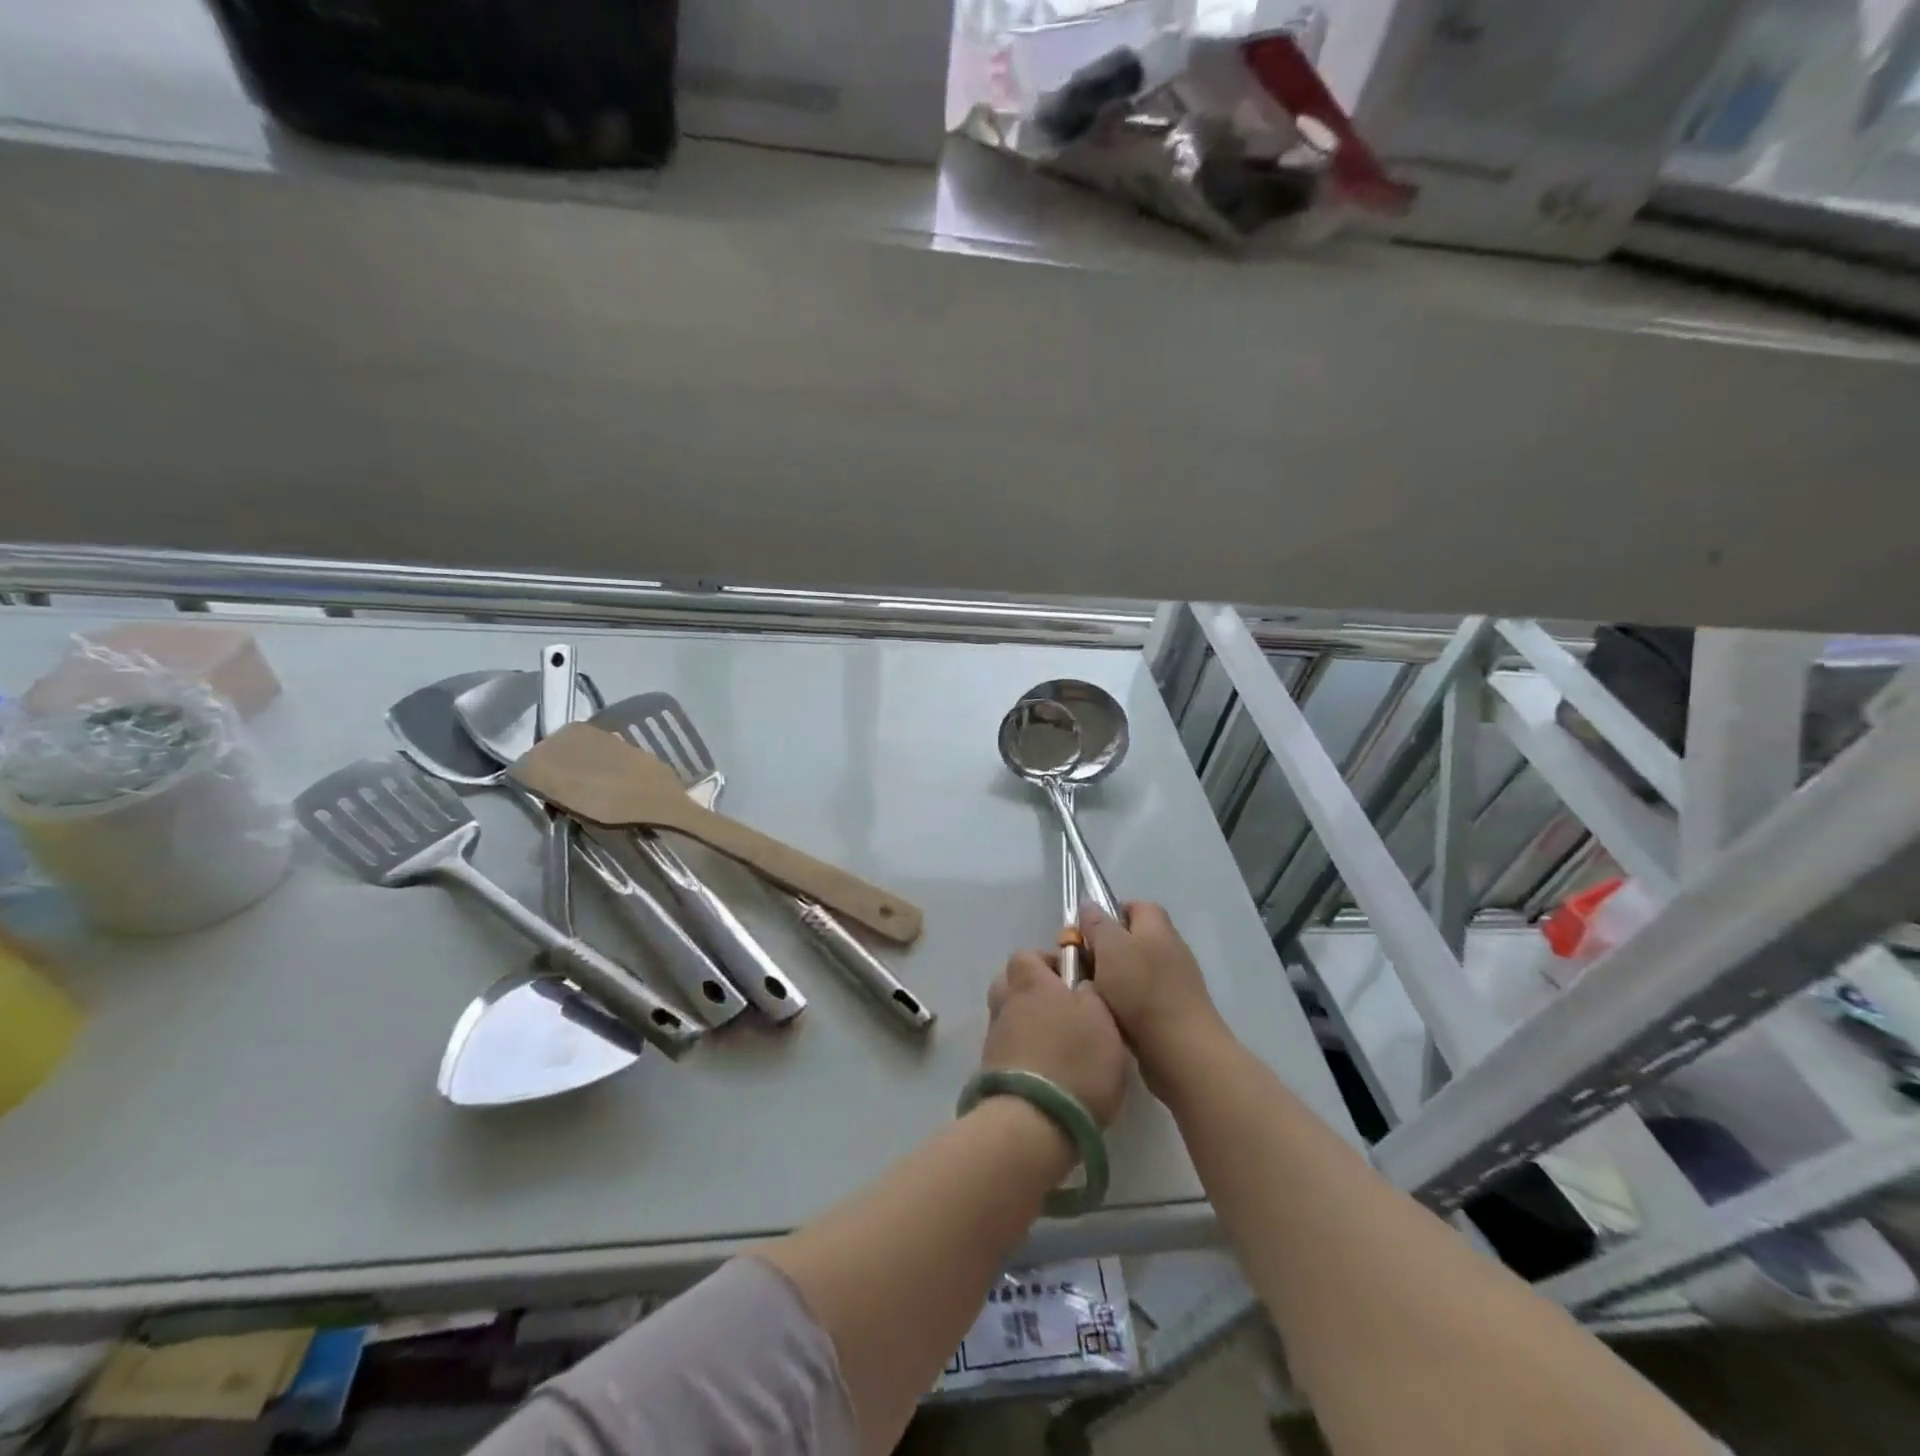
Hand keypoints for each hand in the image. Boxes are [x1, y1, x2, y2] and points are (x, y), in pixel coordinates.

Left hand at [982, 950, 1129, 1126]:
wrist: (1033, 1123)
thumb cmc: (1076, 1061)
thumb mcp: (1105, 1020)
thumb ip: (1093, 995)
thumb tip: (1082, 986)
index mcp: (1030, 982)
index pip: (1027, 955)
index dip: (1048, 962)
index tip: (1073, 980)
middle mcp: (1006, 1003)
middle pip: (1010, 984)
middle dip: (1033, 992)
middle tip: (1064, 1011)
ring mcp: (994, 1039)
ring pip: (1009, 1019)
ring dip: (1028, 1027)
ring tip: (1059, 1048)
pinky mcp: (990, 1072)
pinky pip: (1008, 1051)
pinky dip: (1024, 1055)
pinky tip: (1048, 1074)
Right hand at [1080, 902, 1229, 1092]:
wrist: (1180, 1050)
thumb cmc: (1142, 989)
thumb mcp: (1110, 947)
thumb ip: (1096, 923)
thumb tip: (1088, 904)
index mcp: (1157, 926)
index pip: (1134, 905)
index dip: (1109, 913)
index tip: (1085, 931)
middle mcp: (1170, 948)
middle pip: (1132, 938)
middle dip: (1105, 949)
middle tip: (1080, 963)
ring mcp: (1175, 982)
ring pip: (1133, 970)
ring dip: (1112, 979)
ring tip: (1090, 992)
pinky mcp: (1173, 1011)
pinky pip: (1141, 998)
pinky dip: (1124, 1004)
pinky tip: (1108, 1015)